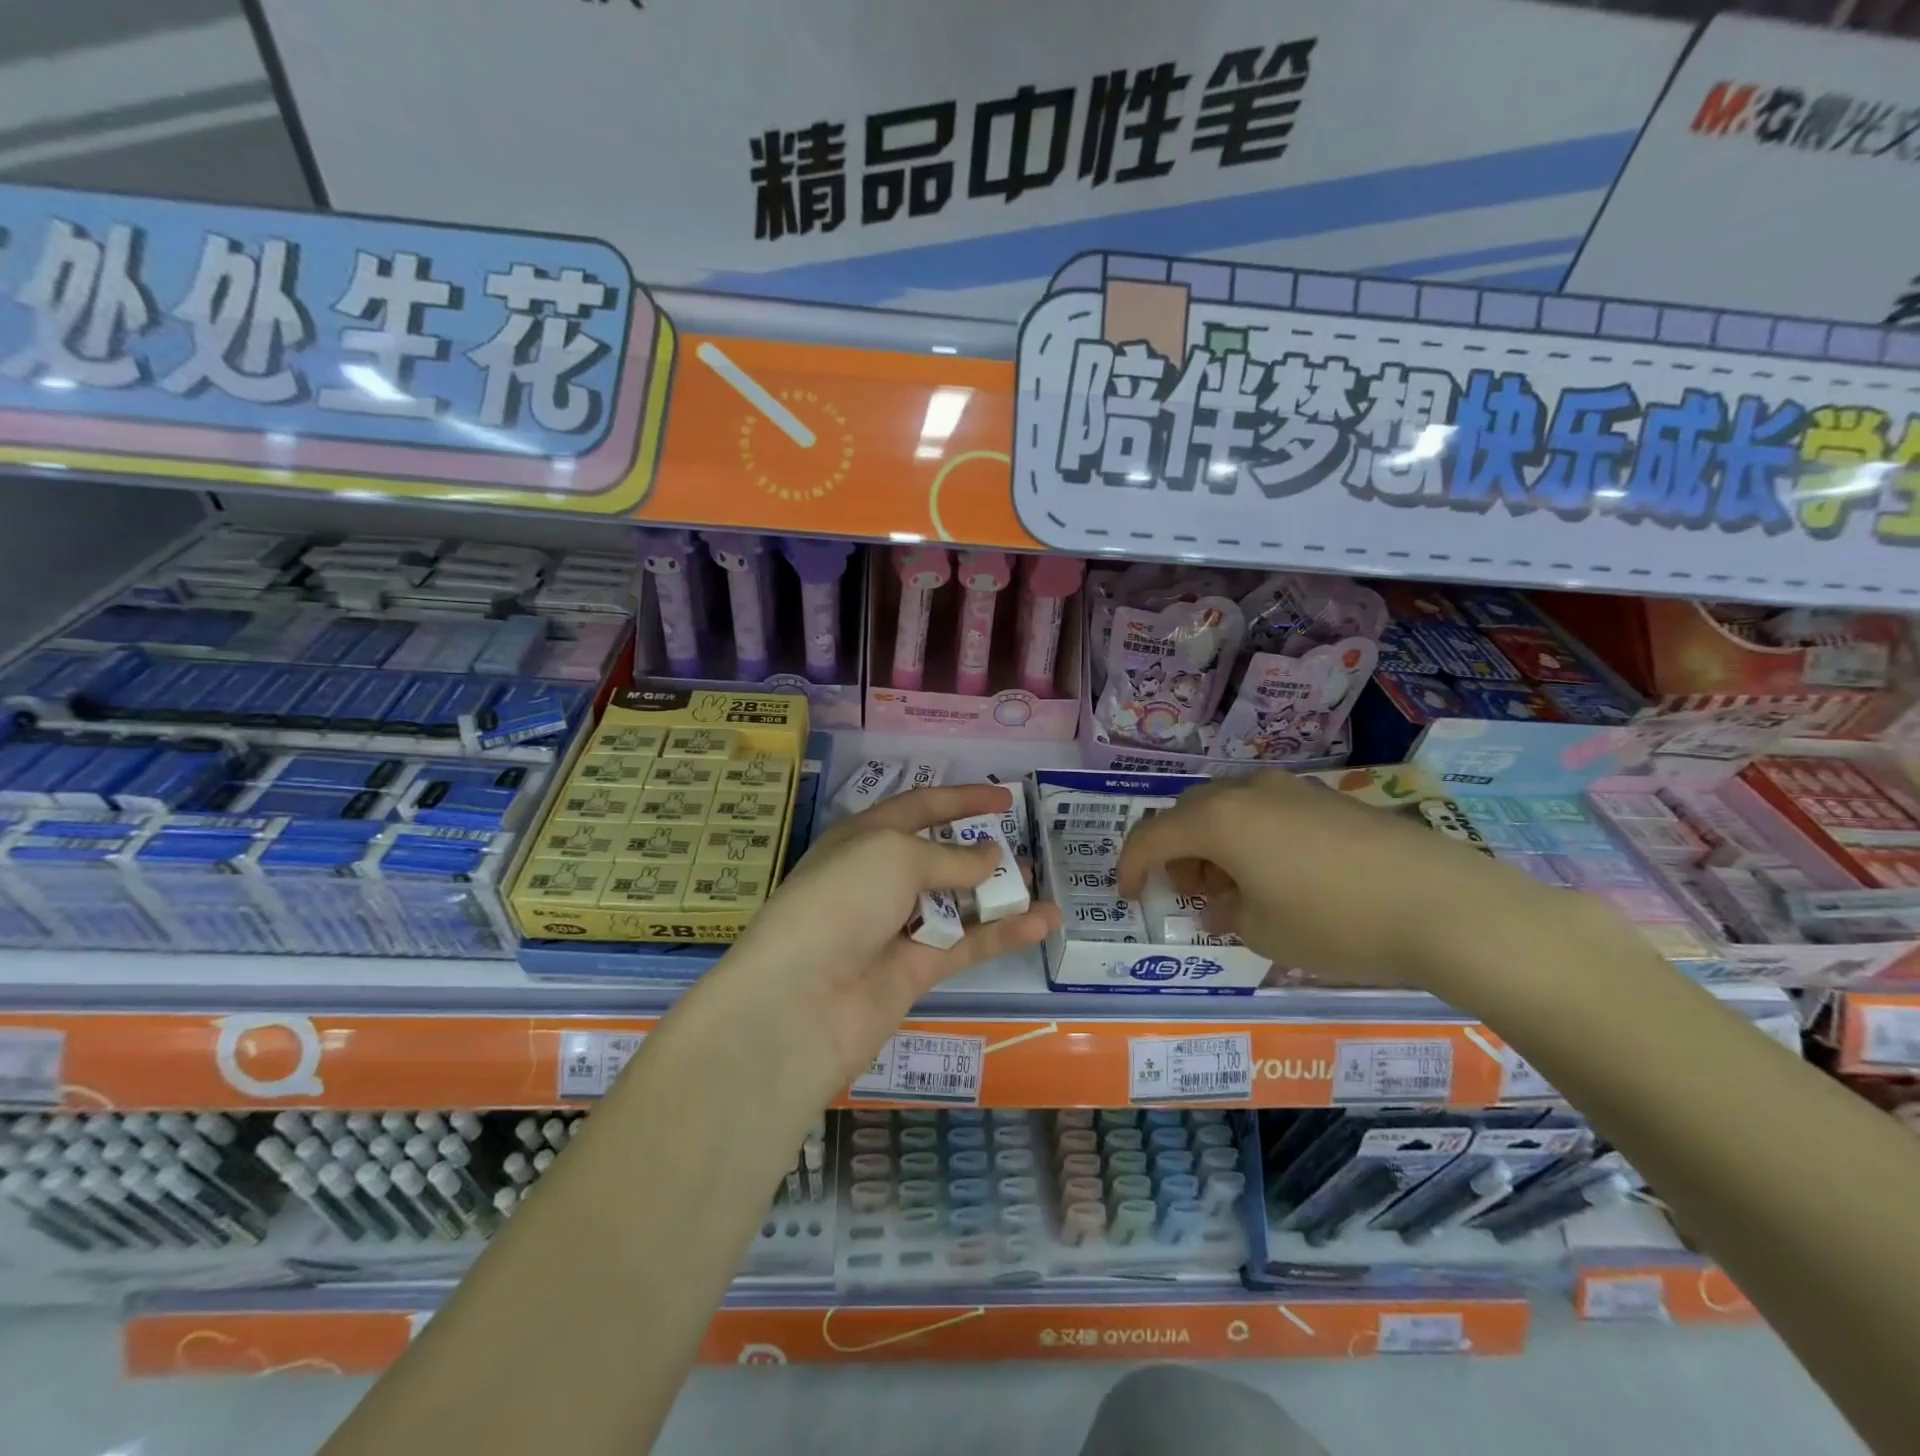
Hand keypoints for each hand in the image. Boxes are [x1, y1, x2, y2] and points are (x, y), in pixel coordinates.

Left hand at [718, 785, 1059, 1100]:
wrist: (802, 1000)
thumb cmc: (842, 900)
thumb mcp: (895, 856)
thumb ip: (950, 857)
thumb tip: (990, 857)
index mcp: (864, 838)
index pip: (919, 807)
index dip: (961, 799)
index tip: (1004, 798)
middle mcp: (879, 880)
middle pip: (939, 857)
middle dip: (980, 850)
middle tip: (1024, 847)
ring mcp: (897, 928)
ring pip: (957, 903)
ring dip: (998, 893)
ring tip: (1040, 884)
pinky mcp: (915, 971)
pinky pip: (967, 945)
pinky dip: (1004, 933)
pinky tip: (1043, 921)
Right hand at [1117, 770, 1562, 993]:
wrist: (1446, 905)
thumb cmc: (1336, 923)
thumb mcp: (1264, 932)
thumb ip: (1226, 913)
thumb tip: (1221, 904)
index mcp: (1219, 820)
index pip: (1153, 835)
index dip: (1131, 865)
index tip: (1129, 895)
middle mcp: (1248, 792)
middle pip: (1189, 812)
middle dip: (1176, 851)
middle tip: (1186, 893)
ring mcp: (1293, 790)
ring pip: (1229, 806)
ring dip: (1214, 842)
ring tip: (1233, 887)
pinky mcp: (1329, 799)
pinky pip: (1267, 810)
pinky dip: (1251, 837)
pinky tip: (1277, 874)